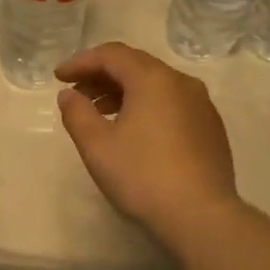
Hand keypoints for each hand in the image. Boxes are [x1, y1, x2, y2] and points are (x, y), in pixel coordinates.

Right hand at [55, 43, 237, 238]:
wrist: (200, 214)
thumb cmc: (142, 176)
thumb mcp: (97, 146)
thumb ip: (77, 114)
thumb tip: (69, 95)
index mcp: (153, 79)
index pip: (112, 55)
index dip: (81, 62)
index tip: (58, 77)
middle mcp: (181, 82)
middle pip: (136, 66)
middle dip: (102, 75)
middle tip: (76, 93)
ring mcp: (201, 105)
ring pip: (156, 85)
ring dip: (124, 92)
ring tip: (100, 113)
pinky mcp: (210, 128)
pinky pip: (172, 104)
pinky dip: (147, 106)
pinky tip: (134, 131)